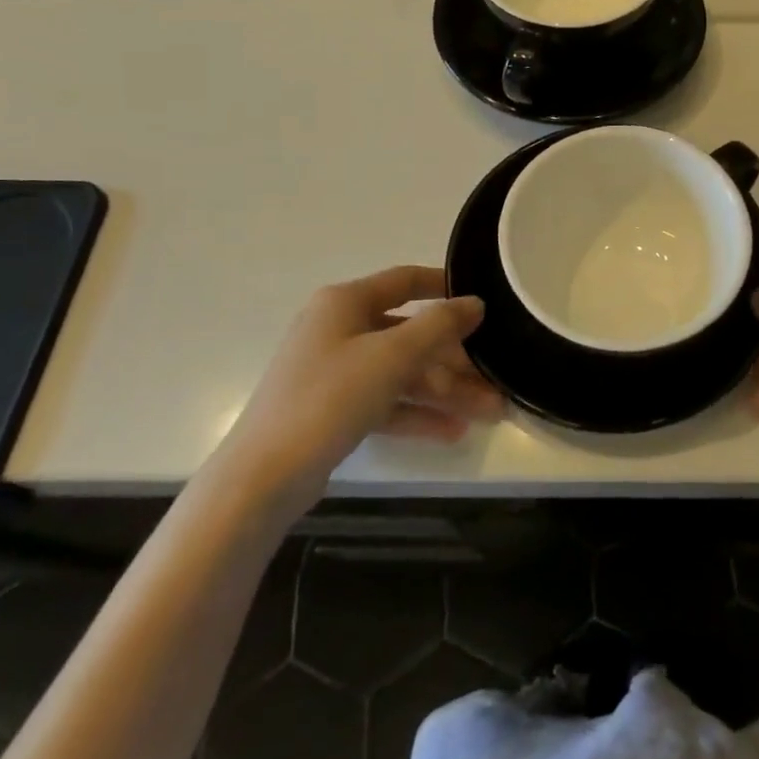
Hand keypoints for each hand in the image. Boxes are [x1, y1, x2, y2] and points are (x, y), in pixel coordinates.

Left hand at [224, 267, 500, 490]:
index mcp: (345, 303)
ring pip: (402, 372)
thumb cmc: (329, 398)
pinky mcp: (334, 409)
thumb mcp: (392, 356)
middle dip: (455, 359)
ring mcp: (335, 371)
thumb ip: (439, 326)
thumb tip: (475, 302)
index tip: (483, 301)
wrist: (263, 477)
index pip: (404, 281)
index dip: (445, 287)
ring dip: (445, 391)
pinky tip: (453, 432)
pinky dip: (417, 413)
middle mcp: (339, 329)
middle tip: (495, 378)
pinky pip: (386, 402)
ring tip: (489, 412)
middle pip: (410, 335)